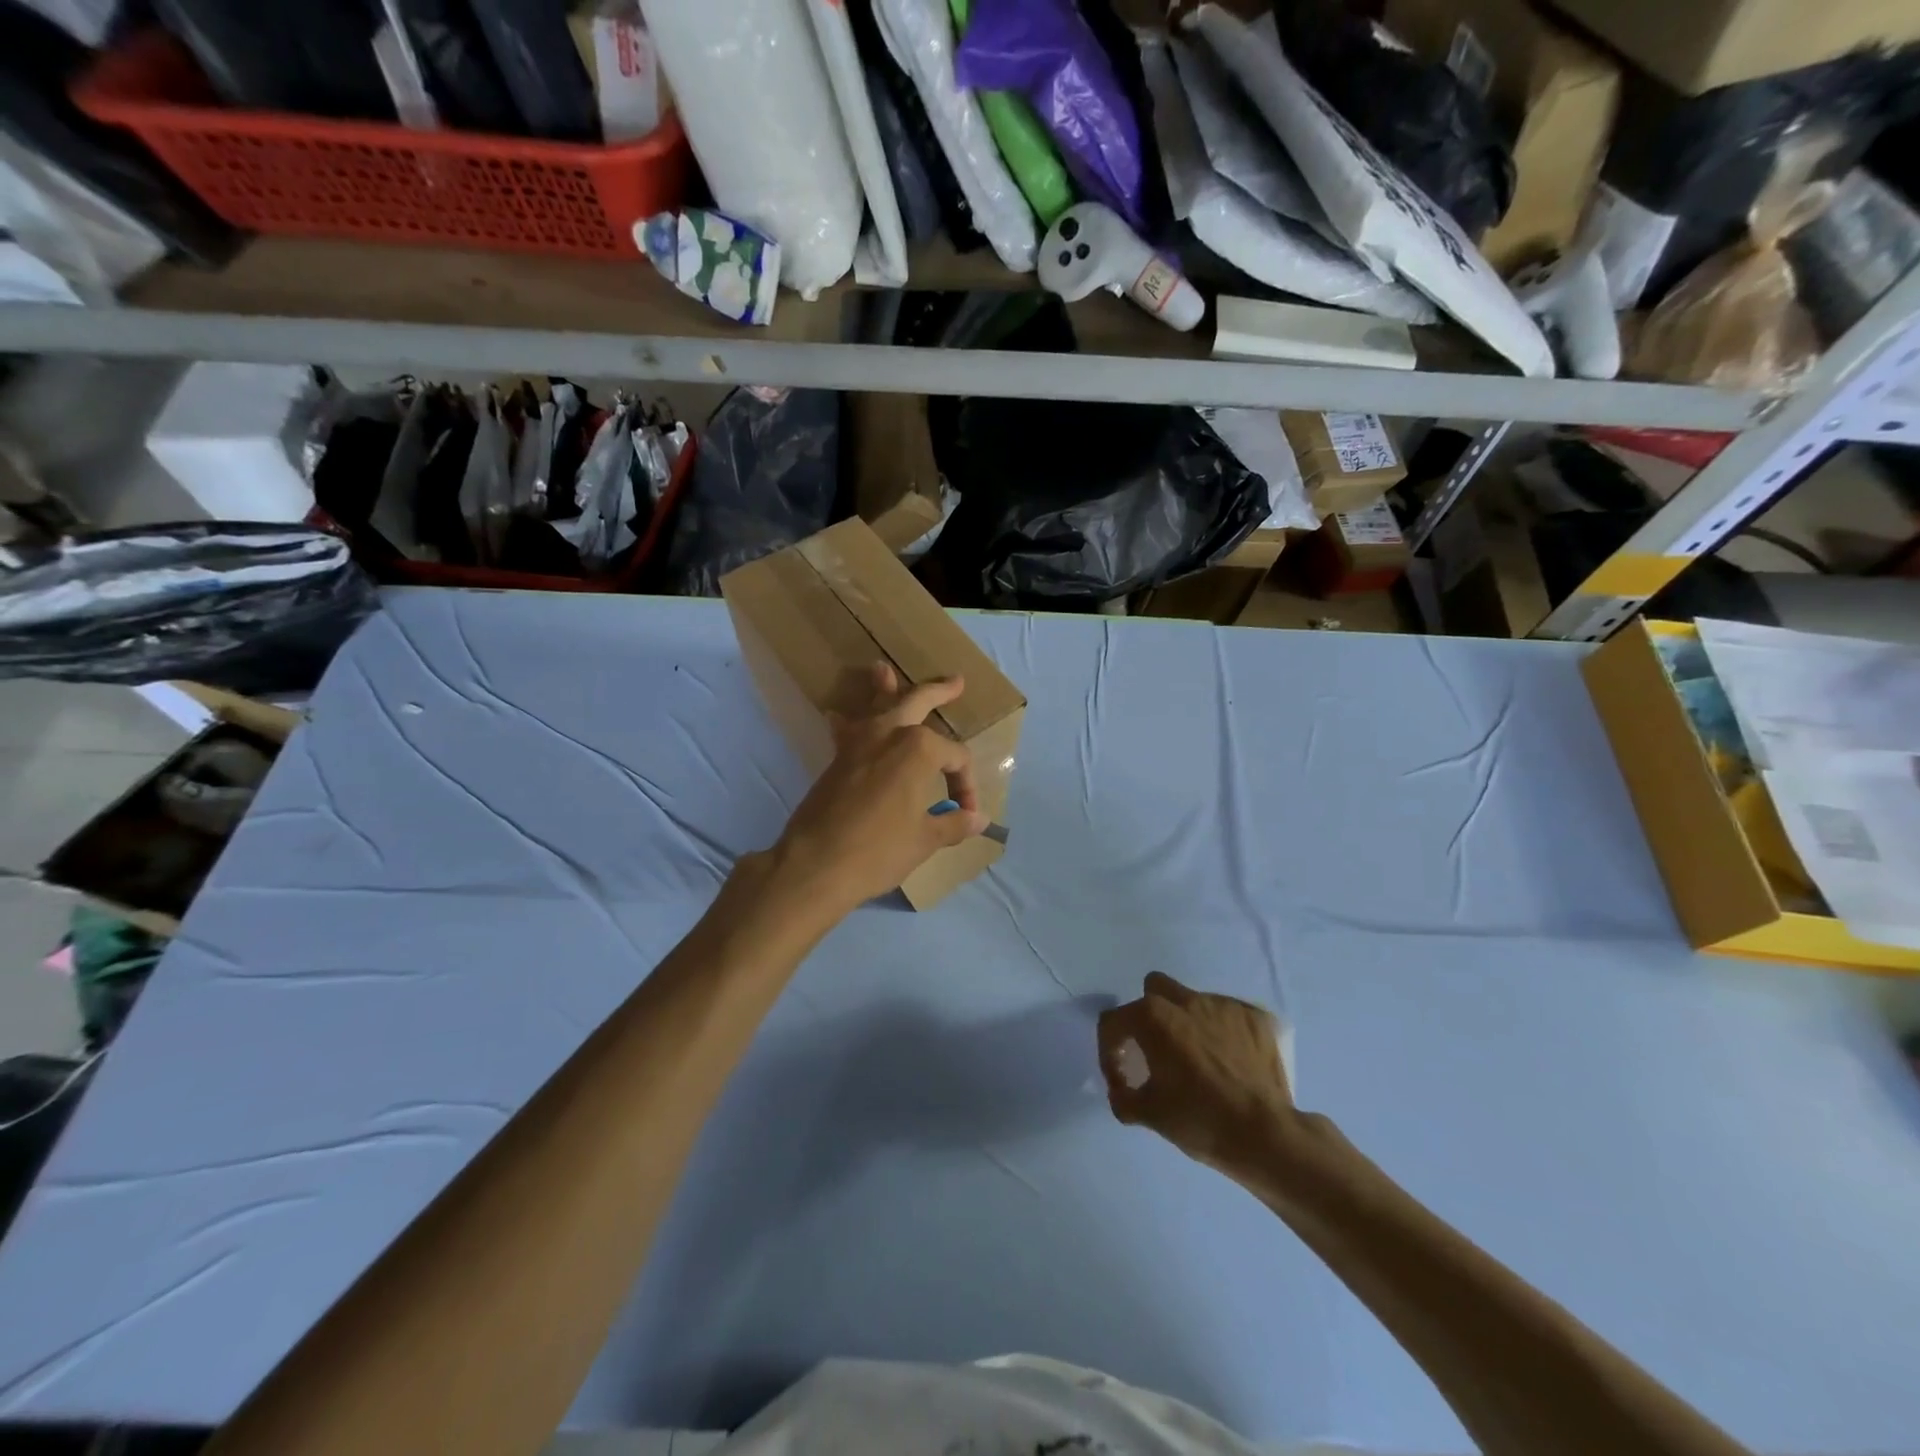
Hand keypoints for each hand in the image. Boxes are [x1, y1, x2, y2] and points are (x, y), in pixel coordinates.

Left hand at [767, 663, 985, 914]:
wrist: (815, 865)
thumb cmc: (879, 850)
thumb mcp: (925, 839)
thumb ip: (953, 823)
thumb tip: (980, 819)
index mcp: (920, 749)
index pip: (957, 758)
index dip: (966, 786)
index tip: (965, 814)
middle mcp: (889, 734)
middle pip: (918, 703)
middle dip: (939, 692)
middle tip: (956, 682)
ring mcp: (858, 743)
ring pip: (876, 706)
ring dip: (883, 688)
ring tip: (882, 669)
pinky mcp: (836, 759)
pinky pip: (847, 730)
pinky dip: (848, 722)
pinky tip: (839, 717)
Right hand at [1097, 973, 1293, 1175]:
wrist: (1266, 1136)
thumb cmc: (1200, 1120)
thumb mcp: (1149, 1114)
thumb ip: (1123, 1097)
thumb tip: (1121, 1091)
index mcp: (1153, 1017)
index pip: (1113, 1021)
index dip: (1109, 1050)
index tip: (1122, 1078)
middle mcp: (1186, 1000)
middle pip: (1154, 990)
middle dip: (1148, 1014)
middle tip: (1157, 1050)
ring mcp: (1224, 1005)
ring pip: (1193, 1001)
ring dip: (1188, 1023)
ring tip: (1199, 1059)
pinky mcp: (1255, 1017)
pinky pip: (1229, 1015)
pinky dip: (1223, 1032)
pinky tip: (1230, 1061)